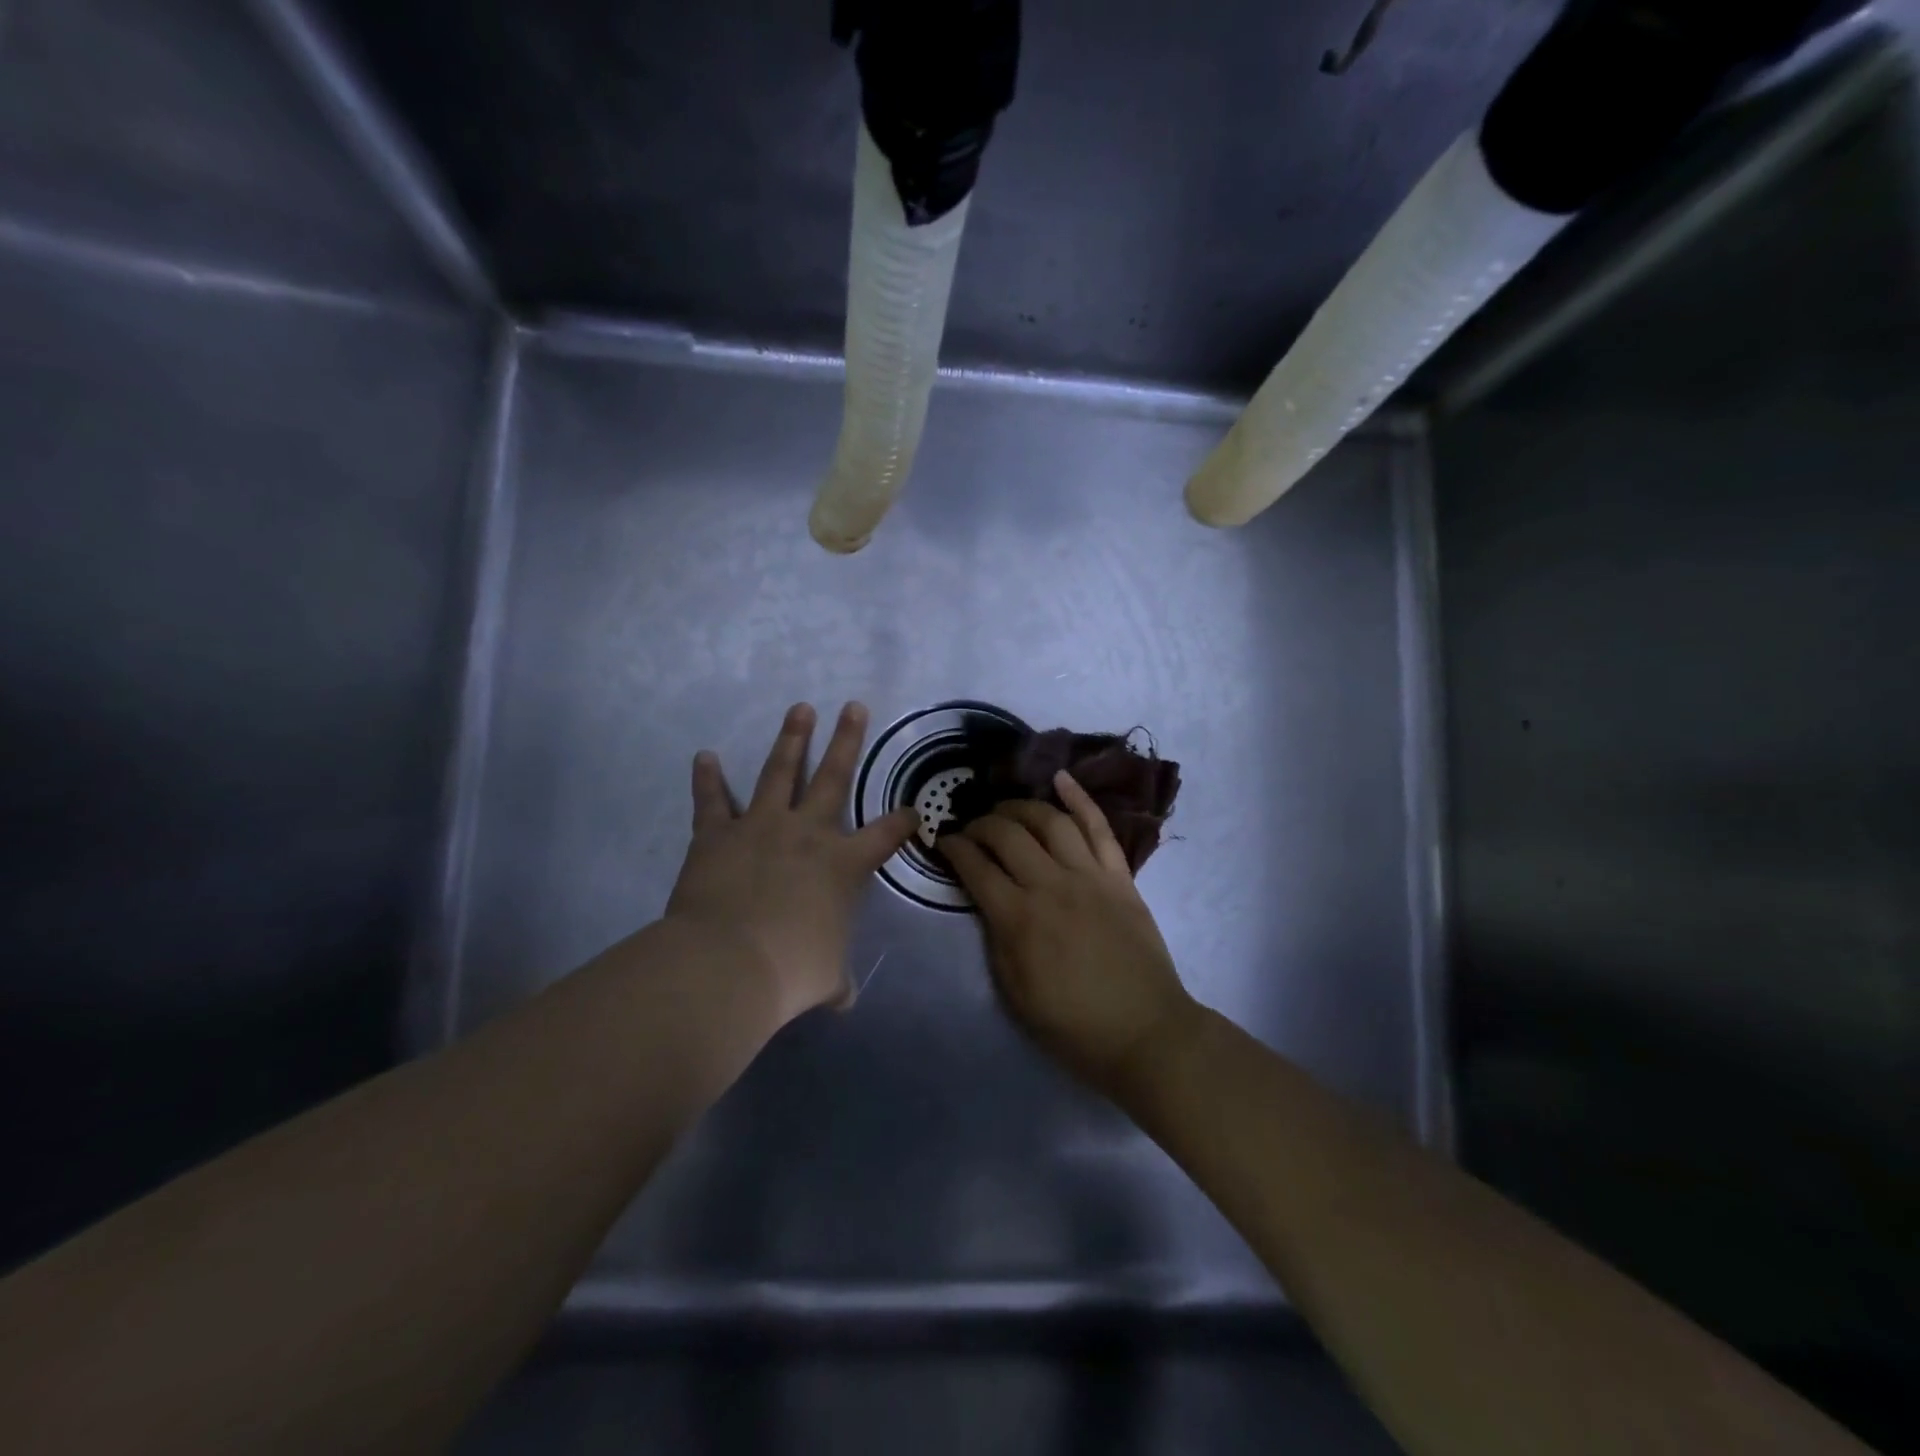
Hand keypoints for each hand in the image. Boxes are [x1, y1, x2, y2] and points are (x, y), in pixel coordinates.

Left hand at [666, 702, 919, 1025]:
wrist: (728, 963)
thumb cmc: (791, 970)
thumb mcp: (825, 979)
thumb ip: (837, 982)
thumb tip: (845, 1001)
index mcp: (843, 864)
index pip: (884, 835)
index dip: (902, 821)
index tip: (912, 810)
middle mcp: (808, 833)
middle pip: (833, 777)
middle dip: (846, 740)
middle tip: (853, 706)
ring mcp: (761, 826)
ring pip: (779, 772)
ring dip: (791, 739)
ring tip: (800, 708)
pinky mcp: (717, 834)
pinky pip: (712, 800)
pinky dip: (707, 778)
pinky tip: (704, 756)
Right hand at [942, 772, 1198, 1095]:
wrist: (1144, 1031)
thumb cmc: (1072, 1024)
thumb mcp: (1015, 992)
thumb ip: (995, 939)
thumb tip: (986, 899)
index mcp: (1019, 919)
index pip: (975, 867)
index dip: (953, 848)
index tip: (943, 841)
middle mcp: (1051, 886)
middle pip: (1007, 835)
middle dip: (980, 824)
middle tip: (970, 828)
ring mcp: (1089, 876)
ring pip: (1049, 821)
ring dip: (1020, 808)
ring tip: (1005, 809)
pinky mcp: (1119, 876)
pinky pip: (1099, 827)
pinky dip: (1080, 798)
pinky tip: (1060, 778)